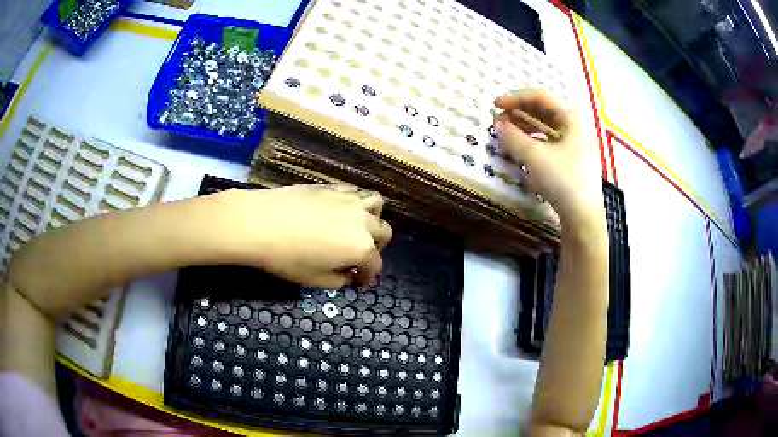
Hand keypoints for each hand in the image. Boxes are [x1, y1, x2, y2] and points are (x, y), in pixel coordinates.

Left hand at [214, 185, 391, 288]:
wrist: (260, 223)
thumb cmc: (287, 258)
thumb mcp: (315, 280)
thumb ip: (339, 280)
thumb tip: (347, 275)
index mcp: (361, 248)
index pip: (375, 265)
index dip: (368, 277)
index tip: (359, 282)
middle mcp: (363, 221)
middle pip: (384, 233)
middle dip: (376, 248)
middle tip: (358, 256)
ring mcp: (350, 200)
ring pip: (376, 204)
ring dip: (373, 218)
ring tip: (358, 227)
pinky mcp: (334, 187)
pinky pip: (356, 192)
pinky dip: (357, 203)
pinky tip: (341, 211)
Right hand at [494, 89, 603, 231]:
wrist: (583, 218)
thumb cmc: (563, 181)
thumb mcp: (535, 157)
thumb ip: (513, 138)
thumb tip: (497, 125)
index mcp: (572, 118)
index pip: (541, 97)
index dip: (516, 98)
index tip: (496, 105)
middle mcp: (576, 128)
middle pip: (545, 111)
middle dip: (519, 112)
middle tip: (498, 119)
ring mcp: (576, 145)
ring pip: (547, 128)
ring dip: (525, 126)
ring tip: (506, 131)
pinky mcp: (573, 161)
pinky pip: (550, 143)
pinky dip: (534, 141)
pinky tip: (521, 148)